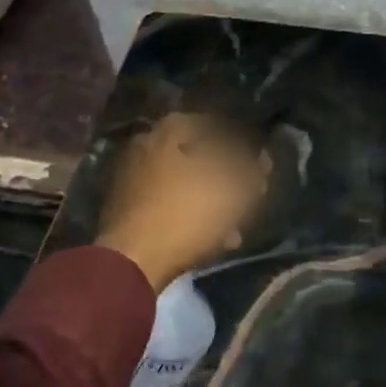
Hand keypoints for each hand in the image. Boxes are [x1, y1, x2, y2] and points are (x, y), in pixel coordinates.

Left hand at [96, 112, 271, 291]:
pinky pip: (166, 209)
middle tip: (244, 193)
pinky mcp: (124, 214)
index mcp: (164, 133)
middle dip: (221, 176)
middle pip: (192, 156)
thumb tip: (261, 161)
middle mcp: (142, 149)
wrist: (131, 262)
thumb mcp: (233, 191)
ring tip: (234, 225)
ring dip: (208, 202)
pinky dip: (188, 218)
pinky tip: (212, 240)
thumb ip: (252, 172)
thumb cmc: (186, 214)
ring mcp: (129, 183)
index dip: (234, 140)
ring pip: (181, 186)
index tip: (251, 158)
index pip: (206, 124)